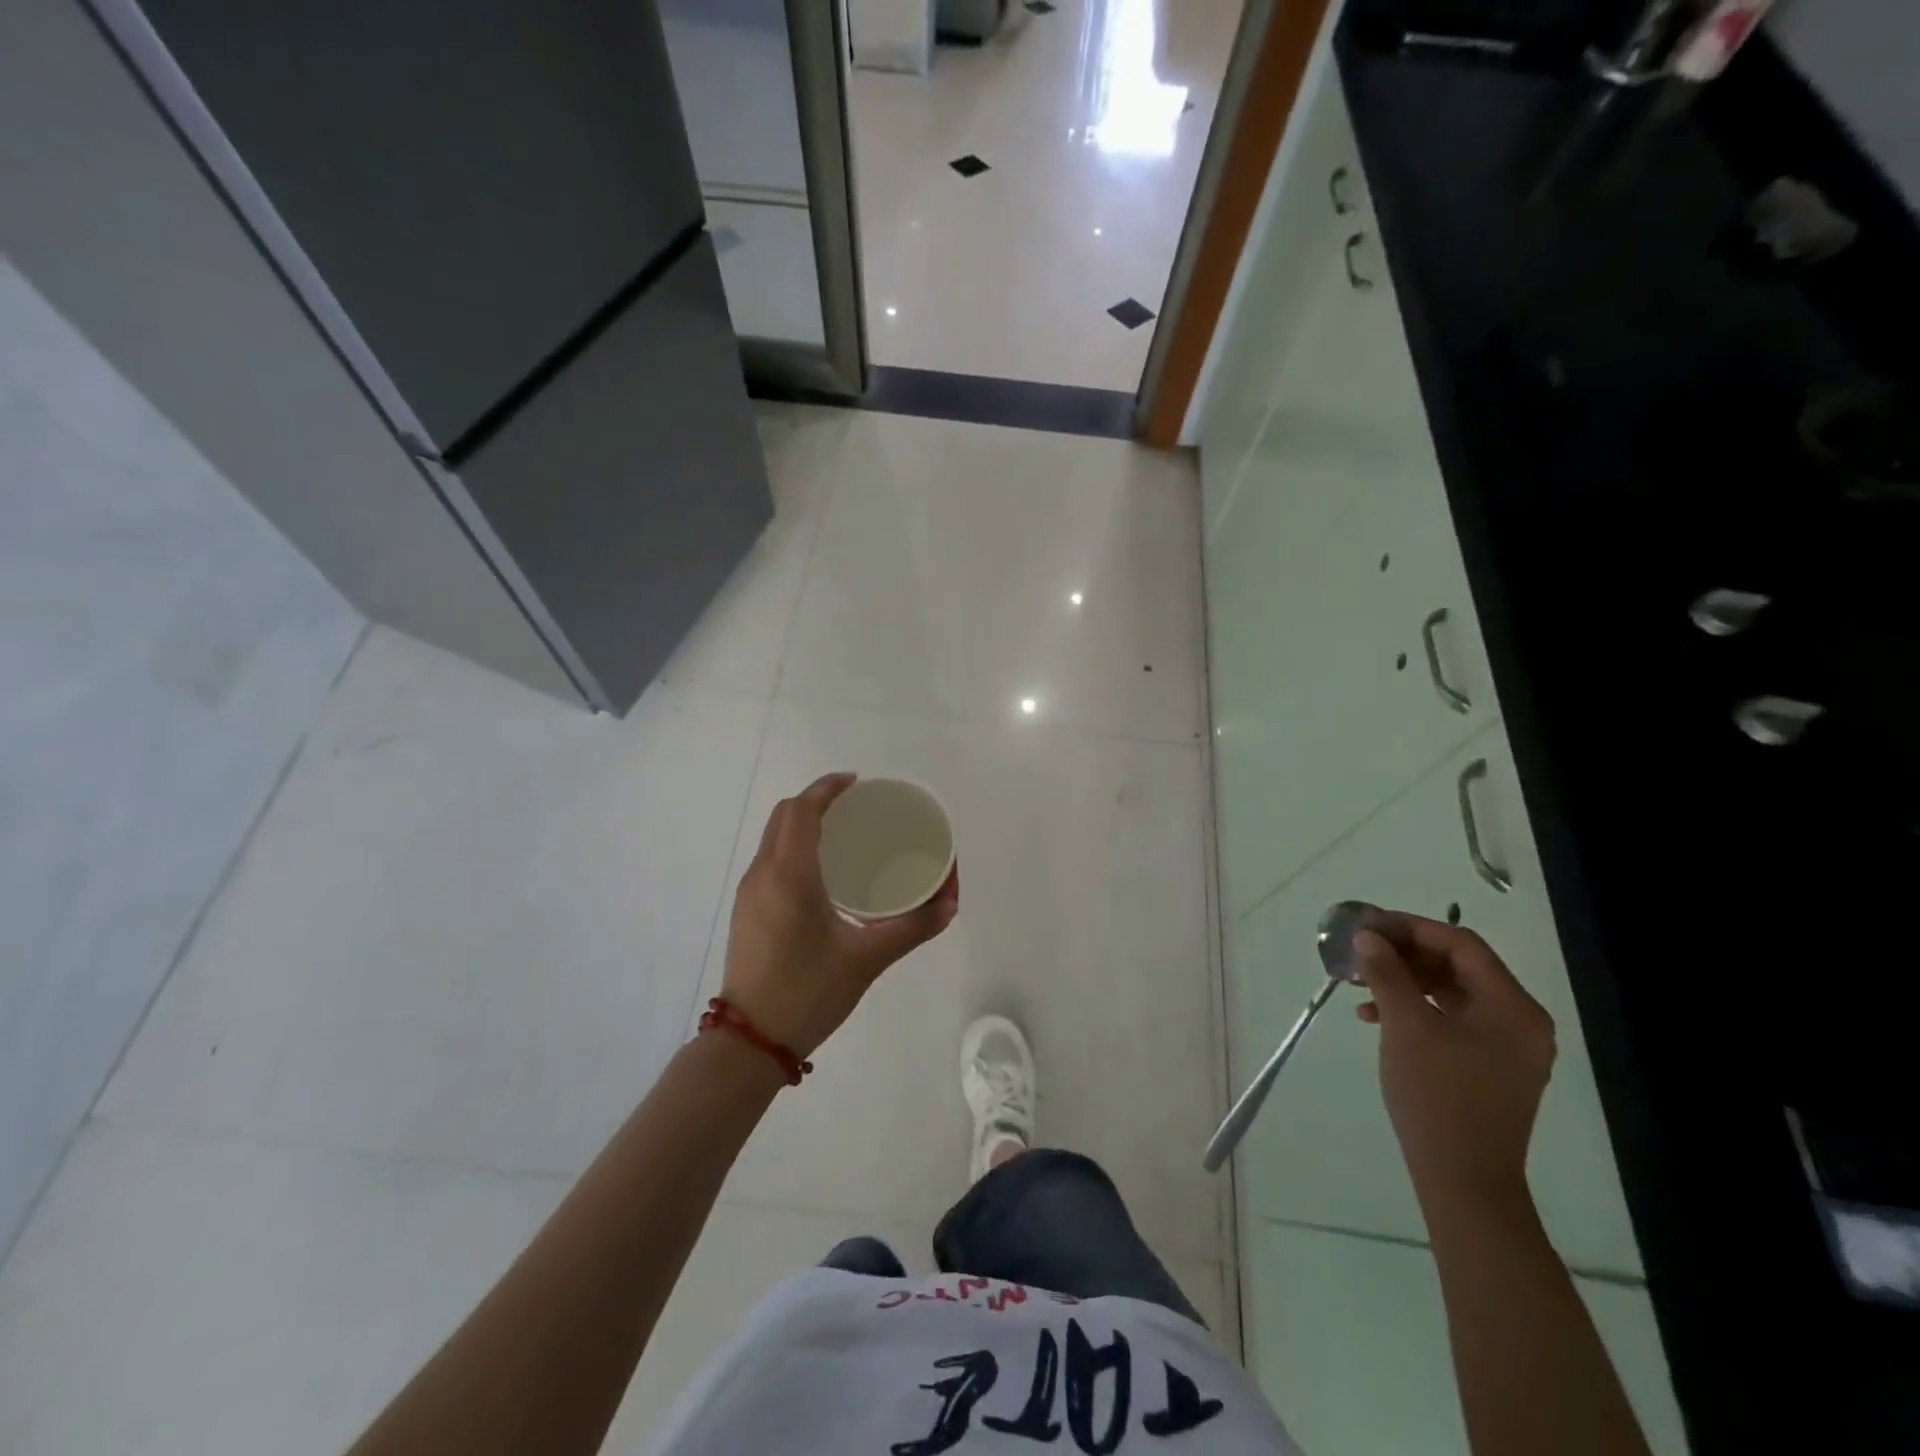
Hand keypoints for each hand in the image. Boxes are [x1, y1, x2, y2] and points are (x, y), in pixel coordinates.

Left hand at [722, 773, 957, 1058]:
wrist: (749, 1044)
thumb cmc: (808, 993)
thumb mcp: (867, 959)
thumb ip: (913, 927)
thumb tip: (950, 901)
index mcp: (789, 875)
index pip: (802, 810)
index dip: (827, 788)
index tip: (857, 783)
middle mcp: (762, 874)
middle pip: (784, 816)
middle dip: (816, 801)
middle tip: (855, 807)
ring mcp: (748, 893)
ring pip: (772, 837)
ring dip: (802, 823)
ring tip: (841, 834)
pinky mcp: (745, 911)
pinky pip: (769, 859)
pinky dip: (792, 846)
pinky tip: (820, 872)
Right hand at [1353, 913, 1554, 1215]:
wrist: (1463, 1180)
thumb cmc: (1437, 1095)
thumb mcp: (1405, 1026)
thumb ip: (1387, 973)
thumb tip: (1368, 937)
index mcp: (1513, 1007)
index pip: (1461, 944)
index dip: (1411, 927)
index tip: (1367, 924)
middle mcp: (1520, 1021)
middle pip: (1458, 966)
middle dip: (1405, 953)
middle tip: (1360, 949)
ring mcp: (1507, 1046)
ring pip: (1451, 992)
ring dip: (1405, 980)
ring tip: (1360, 982)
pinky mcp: (1490, 1066)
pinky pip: (1452, 1019)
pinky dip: (1415, 1009)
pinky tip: (1375, 1016)